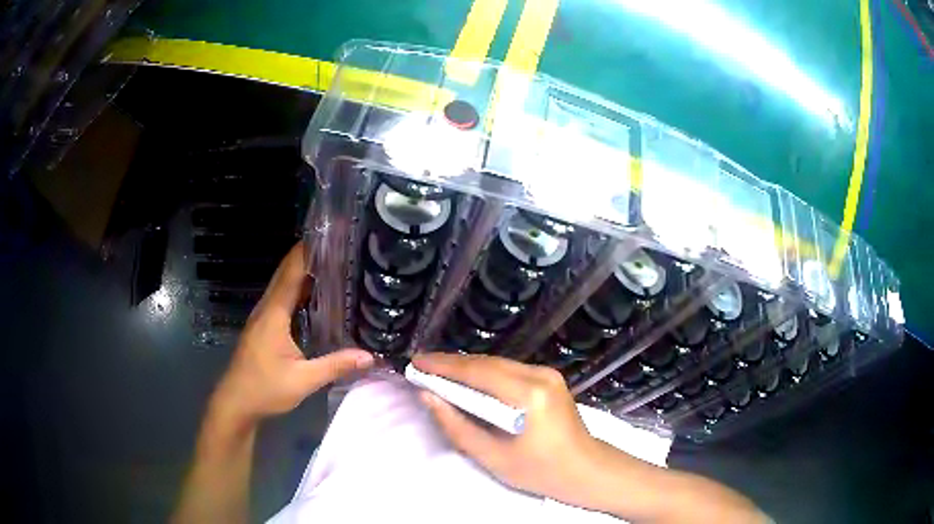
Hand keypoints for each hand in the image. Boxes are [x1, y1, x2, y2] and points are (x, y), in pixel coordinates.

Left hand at [210, 241, 373, 428]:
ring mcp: (263, 317)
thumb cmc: (265, 388)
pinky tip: (313, 296)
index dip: (307, 250)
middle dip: (308, 255)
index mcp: (274, 313)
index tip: (329, 234)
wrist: (236, 402)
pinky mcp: (263, 327)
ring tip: (331, 263)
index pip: (291, 272)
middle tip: (337, 245)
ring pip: (283, 285)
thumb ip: (335, 365)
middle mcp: (266, 308)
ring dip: (302, 271)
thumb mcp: (303, 380)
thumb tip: (370, 356)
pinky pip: (282, 299)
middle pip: (286, 273)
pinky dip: (297, 290)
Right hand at [412, 353, 602, 505]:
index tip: (415, 362)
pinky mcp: (550, 378)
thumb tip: (428, 396)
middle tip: (421, 366)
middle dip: (452, 364)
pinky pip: (509, 370)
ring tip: (438, 372)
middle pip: (487, 363)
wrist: (585, 469)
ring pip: (497, 364)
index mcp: (529, 395)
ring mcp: (548, 373)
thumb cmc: (539, 471)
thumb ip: (457, 426)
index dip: (443, 366)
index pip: (477, 373)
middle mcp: (540, 375)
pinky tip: (468, 382)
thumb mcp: (492, 456)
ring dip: (467, 368)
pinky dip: (485, 374)